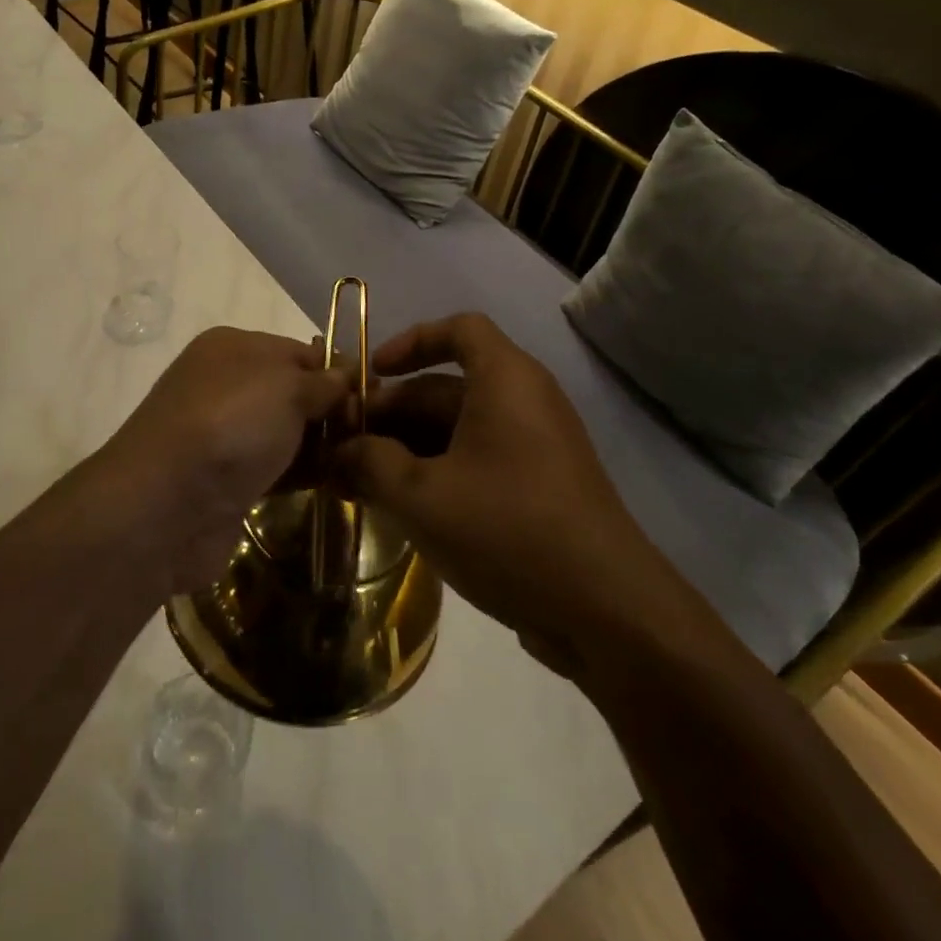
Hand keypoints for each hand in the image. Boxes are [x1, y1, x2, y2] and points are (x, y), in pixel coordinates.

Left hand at [95, 326, 349, 596]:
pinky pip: (277, 469)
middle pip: (294, 393)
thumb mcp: (286, 387)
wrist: (166, 506)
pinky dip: (305, 473)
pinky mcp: (228, 481)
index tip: (376, 397)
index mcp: (233, 348)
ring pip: (287, 433)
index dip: (339, 372)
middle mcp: (226, 385)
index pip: (300, 351)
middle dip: (333, 411)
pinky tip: (340, 484)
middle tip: (375, 434)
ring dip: (322, 446)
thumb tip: (348, 376)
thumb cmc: (231, 425)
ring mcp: (225, 435)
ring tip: (367, 462)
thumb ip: (324, 382)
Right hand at [331, 313, 655, 683]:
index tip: (371, 374)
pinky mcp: (538, 488)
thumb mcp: (422, 495)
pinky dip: (436, 474)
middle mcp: (524, 401)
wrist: (605, 611)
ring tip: (358, 484)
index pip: (458, 329)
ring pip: (457, 431)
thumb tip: (335, 453)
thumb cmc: (508, 530)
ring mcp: (534, 447)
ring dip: (406, 450)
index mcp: (505, 379)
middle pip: (446, 387)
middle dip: (391, 414)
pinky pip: (477, 461)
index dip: (410, 342)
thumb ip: (369, 464)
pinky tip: (400, 509)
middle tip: (341, 449)